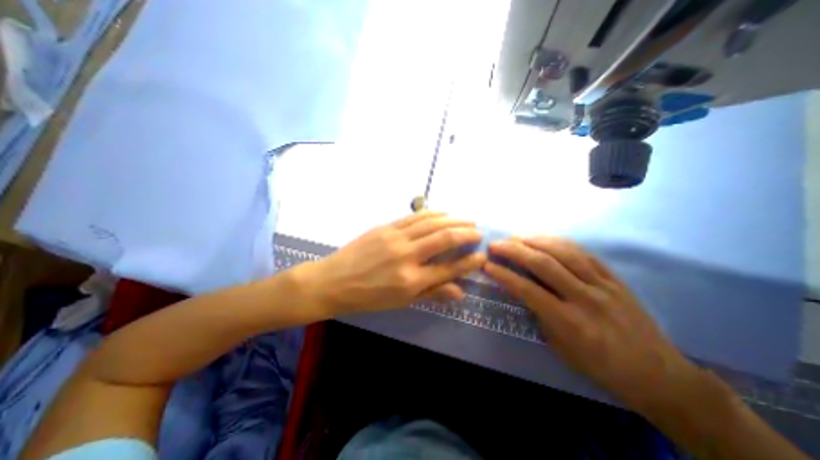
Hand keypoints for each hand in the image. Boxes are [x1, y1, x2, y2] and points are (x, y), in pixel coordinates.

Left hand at [299, 212, 481, 315]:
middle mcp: (407, 255)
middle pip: (444, 239)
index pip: (449, 269)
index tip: (482, 256)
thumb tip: (460, 291)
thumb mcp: (401, 302)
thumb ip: (431, 293)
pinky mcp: (386, 226)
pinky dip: (433, 213)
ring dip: (453, 219)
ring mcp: (396, 237)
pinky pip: (415, 217)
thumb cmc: (368, 297)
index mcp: (411, 280)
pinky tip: (443, 212)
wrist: (334, 281)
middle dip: (466, 234)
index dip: (469, 262)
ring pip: (432, 223)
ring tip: (468, 219)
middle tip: (479, 233)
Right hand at [483, 238, 700, 409]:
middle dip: (514, 250)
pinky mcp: (615, 279)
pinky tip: (545, 239)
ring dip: (535, 240)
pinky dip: (560, 242)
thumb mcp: (559, 347)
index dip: (503, 275)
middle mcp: (585, 298)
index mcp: (568, 321)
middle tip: (496, 244)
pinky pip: (584, 253)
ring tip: (516, 237)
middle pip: (543, 264)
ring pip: (564, 252)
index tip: (487, 265)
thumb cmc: (599, 365)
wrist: (656, 374)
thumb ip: (539, 314)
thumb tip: (522, 289)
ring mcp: (603, 285)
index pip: (527, 290)